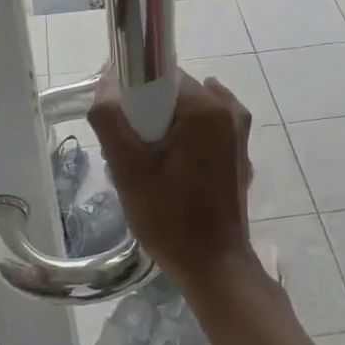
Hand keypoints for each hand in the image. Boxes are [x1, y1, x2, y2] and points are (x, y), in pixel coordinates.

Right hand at [89, 72, 253, 287]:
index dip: (133, 97)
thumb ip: (110, 120)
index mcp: (206, 108)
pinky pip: (205, 134)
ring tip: (148, 168)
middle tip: (130, 156)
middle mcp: (228, 112)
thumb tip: (105, 84)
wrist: (213, 266)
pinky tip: (171, 171)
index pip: (159, 78)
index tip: (119, 128)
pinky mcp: (239, 156)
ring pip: (189, 115)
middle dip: (149, 118)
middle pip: (175, 96)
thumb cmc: (169, 217)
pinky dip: (185, 143)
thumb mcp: (128, 168)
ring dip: (165, 132)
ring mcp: (238, 135)